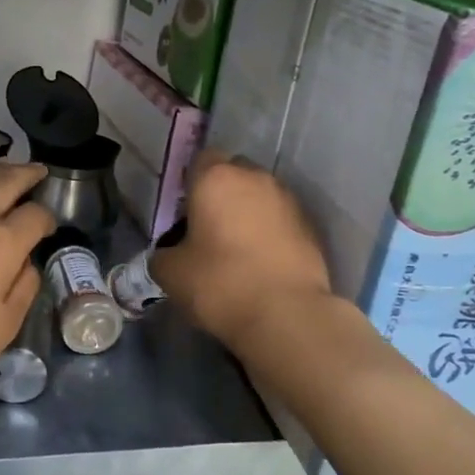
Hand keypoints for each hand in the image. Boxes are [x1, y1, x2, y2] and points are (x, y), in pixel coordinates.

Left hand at [0, 162, 55, 409]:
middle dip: (25, 174)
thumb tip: (26, 264)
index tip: (47, 226)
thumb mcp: (2, 328)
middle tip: (37, 170)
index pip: (34, 215)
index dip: (46, 218)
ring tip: (4, 168)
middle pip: (5, 181)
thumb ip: (23, 289)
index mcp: (2, 243)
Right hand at [149, 152, 331, 349]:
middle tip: (209, 229)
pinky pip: (281, 220)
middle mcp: (256, 178)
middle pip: (234, 174)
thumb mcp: (171, 273)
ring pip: (260, 196)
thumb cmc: (220, 283)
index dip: (191, 183)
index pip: (200, 160)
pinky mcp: (311, 227)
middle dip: (222, 194)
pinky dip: (270, 233)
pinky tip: (261, 264)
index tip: (184, 213)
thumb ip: (163, 254)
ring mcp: (288, 201)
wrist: (286, 315)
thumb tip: (168, 254)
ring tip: (237, 250)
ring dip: (248, 213)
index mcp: (217, 178)